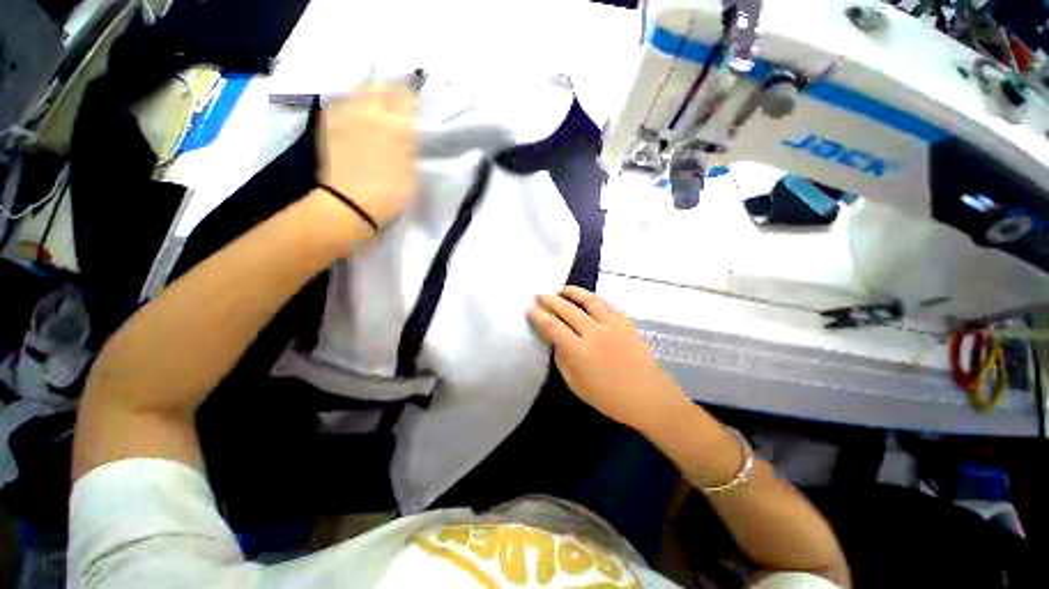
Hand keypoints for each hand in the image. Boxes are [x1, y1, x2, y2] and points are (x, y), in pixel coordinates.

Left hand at [316, 84, 415, 229]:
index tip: (414, 104)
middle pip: (379, 84)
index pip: (405, 94)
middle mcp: (369, 111)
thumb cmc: (390, 191)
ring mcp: (346, 114)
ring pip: (358, 89)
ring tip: (374, 107)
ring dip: (369, 94)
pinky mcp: (330, 121)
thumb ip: (409, 141)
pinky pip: (342, 101)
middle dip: (389, 90)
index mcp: (396, 124)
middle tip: (395, 103)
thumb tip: (406, 126)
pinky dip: (352, 103)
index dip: (411, 96)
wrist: (351, 202)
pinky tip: (356, 116)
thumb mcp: (411, 167)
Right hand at [527, 286, 690, 431]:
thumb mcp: (576, 385)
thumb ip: (562, 360)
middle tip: (539, 295)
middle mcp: (593, 332)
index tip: (529, 309)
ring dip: (573, 292)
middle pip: (567, 309)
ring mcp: (612, 325)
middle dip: (550, 300)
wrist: (647, 396)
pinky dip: (595, 298)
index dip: (538, 316)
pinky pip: (608, 304)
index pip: (552, 327)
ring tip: (562, 289)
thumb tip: (556, 342)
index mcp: (579, 350)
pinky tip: (589, 297)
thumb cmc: (609, 397)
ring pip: (589, 301)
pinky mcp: (626, 323)